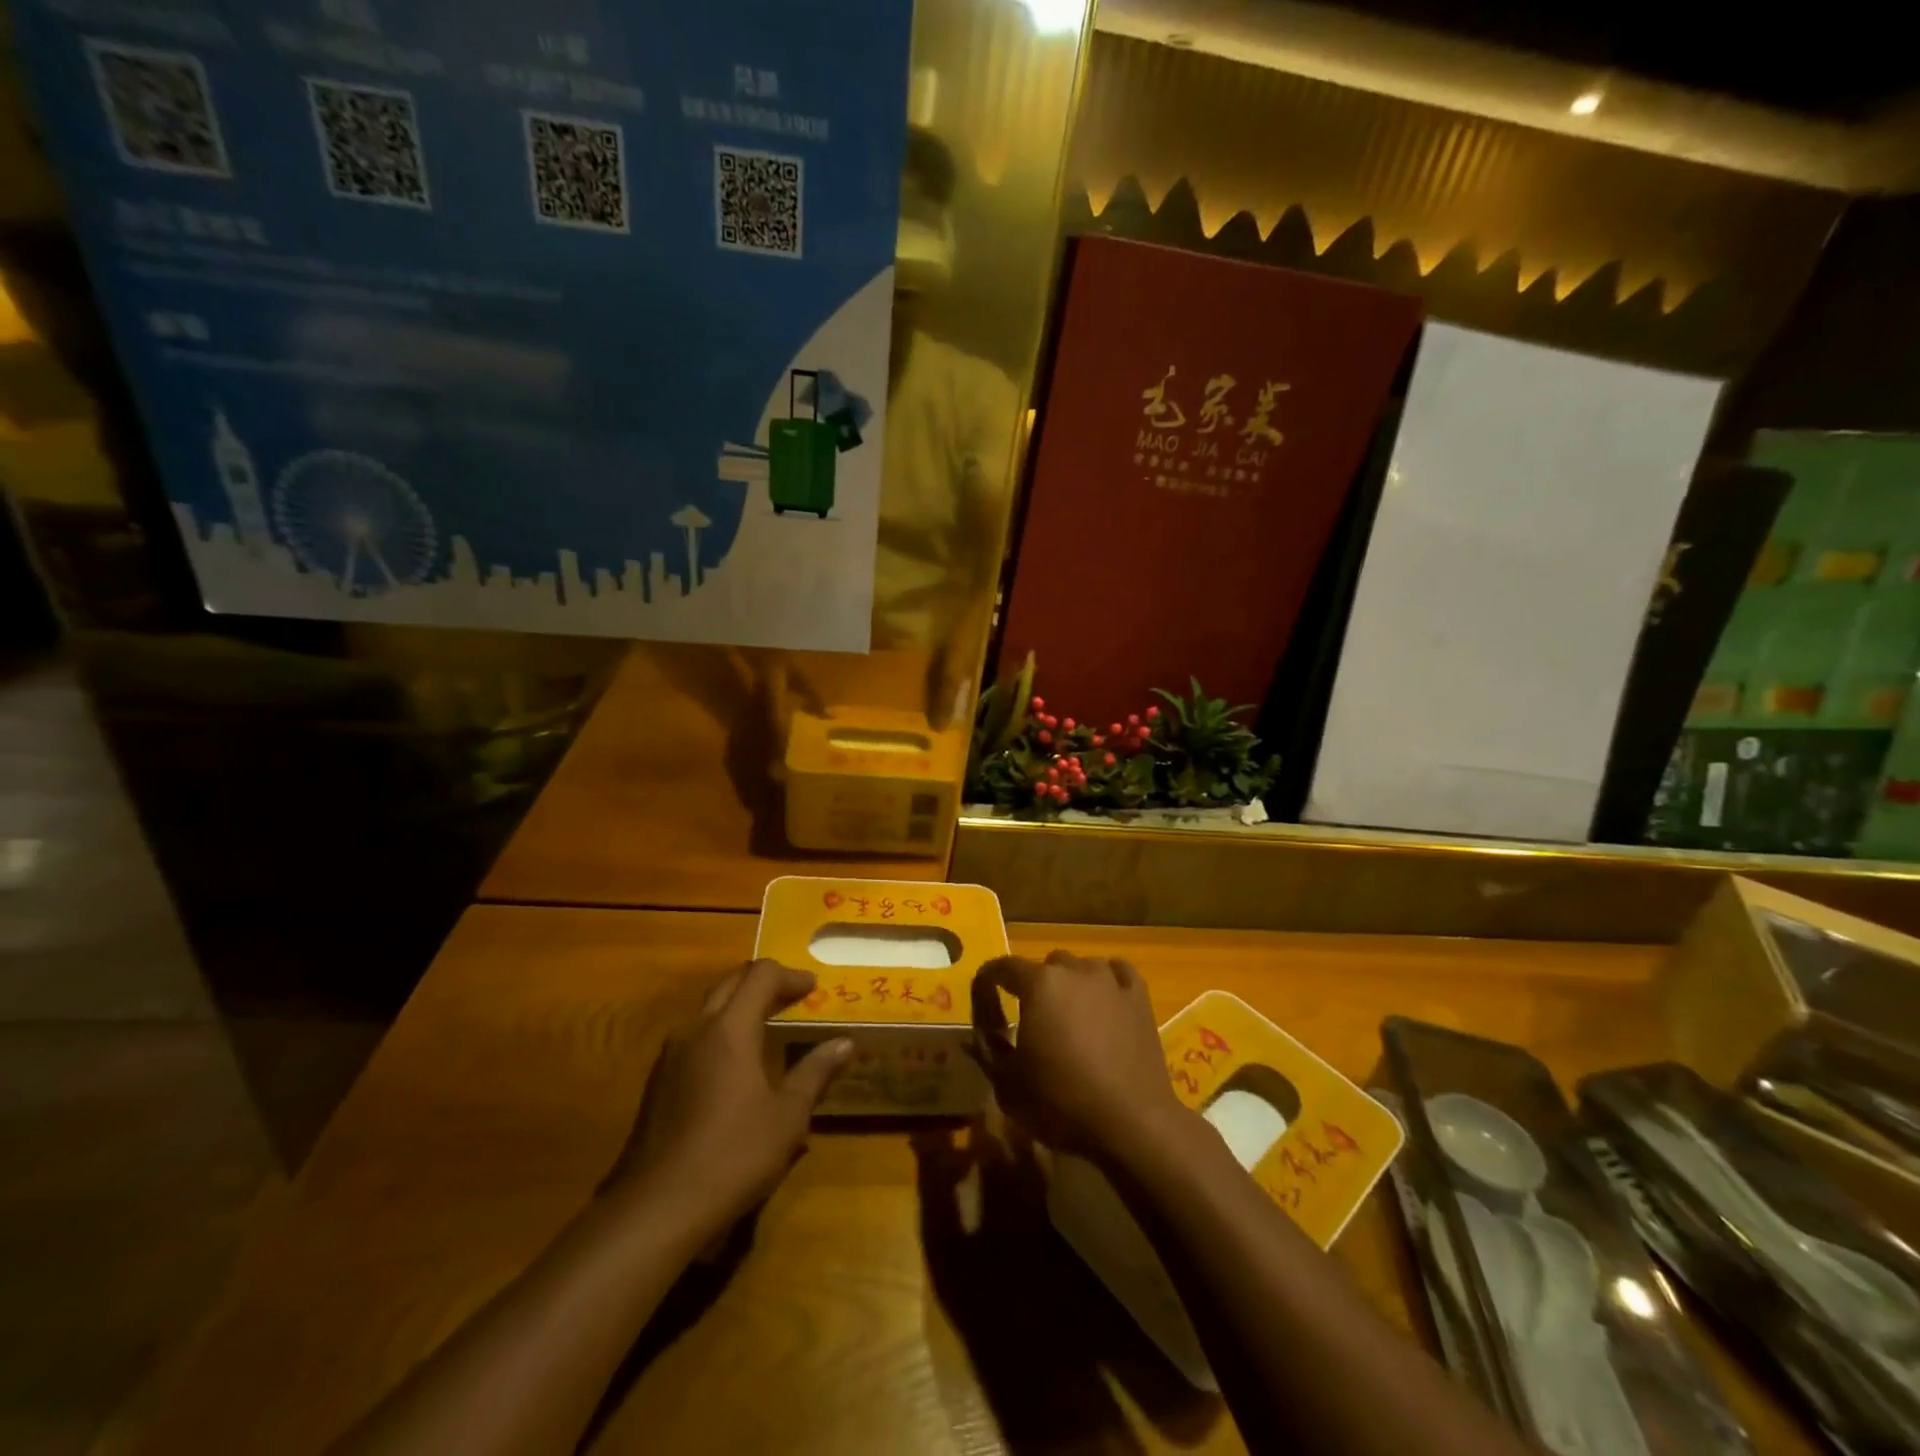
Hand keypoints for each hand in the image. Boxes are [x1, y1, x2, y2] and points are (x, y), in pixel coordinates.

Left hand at [605, 960, 851, 1227]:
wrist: (656, 1209)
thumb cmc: (733, 1155)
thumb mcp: (787, 1117)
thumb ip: (815, 1073)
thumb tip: (845, 1043)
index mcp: (730, 1029)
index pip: (761, 975)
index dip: (790, 976)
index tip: (813, 988)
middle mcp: (696, 1030)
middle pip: (731, 983)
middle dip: (763, 982)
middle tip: (793, 998)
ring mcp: (670, 1055)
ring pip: (708, 1009)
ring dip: (739, 1006)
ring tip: (767, 1027)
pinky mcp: (657, 1082)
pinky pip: (694, 1037)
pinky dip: (721, 1032)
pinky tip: (735, 1066)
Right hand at [971, 950, 1190, 1163]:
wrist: (1130, 1121)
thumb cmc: (1061, 1102)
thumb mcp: (1008, 1084)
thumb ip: (988, 1051)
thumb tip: (977, 1035)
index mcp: (1038, 984)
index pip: (1002, 967)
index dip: (987, 982)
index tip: (984, 1001)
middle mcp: (1074, 970)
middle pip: (1046, 965)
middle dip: (1034, 985)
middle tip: (1033, 1019)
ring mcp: (1110, 980)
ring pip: (1082, 966)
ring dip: (1070, 983)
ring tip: (1071, 1014)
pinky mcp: (1139, 997)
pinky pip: (1118, 972)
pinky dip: (1107, 980)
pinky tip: (1106, 999)